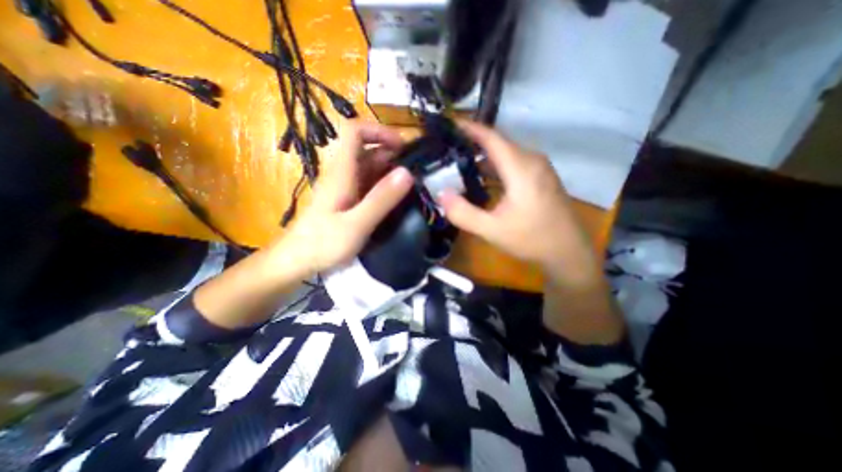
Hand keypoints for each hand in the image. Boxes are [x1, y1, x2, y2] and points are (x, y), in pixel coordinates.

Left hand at [271, 120, 414, 278]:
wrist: (296, 261)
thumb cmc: (323, 244)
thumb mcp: (356, 224)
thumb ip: (381, 199)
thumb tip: (407, 172)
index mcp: (342, 172)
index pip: (355, 132)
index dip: (379, 131)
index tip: (402, 147)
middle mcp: (342, 173)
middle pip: (366, 150)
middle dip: (392, 154)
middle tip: (416, 172)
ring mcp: (344, 186)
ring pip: (368, 167)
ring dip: (389, 171)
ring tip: (411, 186)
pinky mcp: (346, 199)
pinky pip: (367, 184)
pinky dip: (383, 186)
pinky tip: (395, 199)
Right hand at [442, 119, 597, 284]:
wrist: (568, 252)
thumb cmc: (532, 239)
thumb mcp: (492, 230)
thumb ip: (464, 213)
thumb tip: (441, 195)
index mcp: (521, 168)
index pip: (492, 137)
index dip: (469, 128)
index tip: (448, 125)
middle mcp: (532, 160)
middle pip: (498, 143)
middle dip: (472, 143)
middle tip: (447, 150)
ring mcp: (539, 168)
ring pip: (506, 154)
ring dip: (483, 157)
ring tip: (459, 163)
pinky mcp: (541, 177)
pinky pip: (514, 163)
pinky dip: (495, 166)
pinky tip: (482, 178)